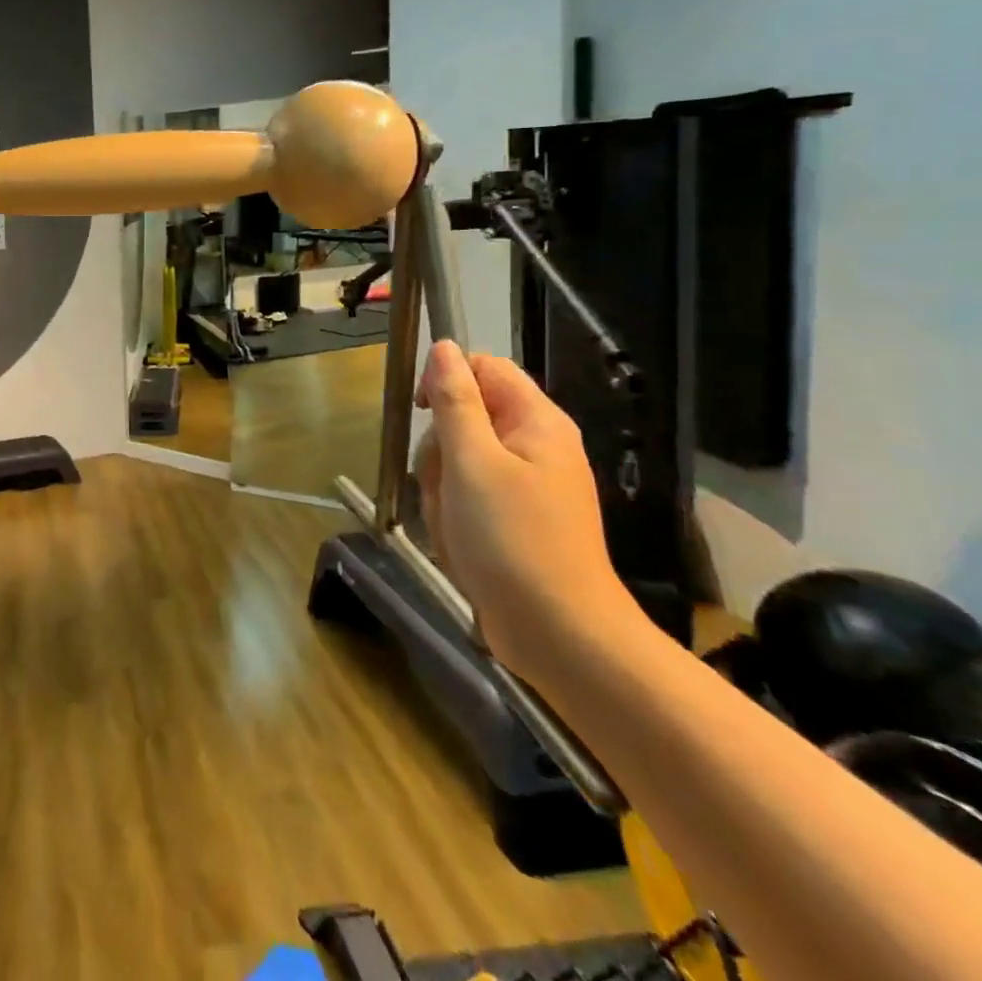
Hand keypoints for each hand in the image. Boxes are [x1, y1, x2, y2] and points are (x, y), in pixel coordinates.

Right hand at [412, 341, 634, 686]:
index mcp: (536, 422)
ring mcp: (525, 485)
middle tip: (445, 482)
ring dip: (440, 486)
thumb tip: (444, 347)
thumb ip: (455, 401)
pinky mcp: (513, 519)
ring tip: (452, 520)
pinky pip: (466, 495)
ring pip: (458, 459)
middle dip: (440, 448)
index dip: (447, 380)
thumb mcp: (471, 462)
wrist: (557, 634)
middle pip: (466, 416)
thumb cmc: (513, 539)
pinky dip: (452, 512)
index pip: (484, 368)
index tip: (424, 413)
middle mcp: (535, 446)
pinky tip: (458, 540)